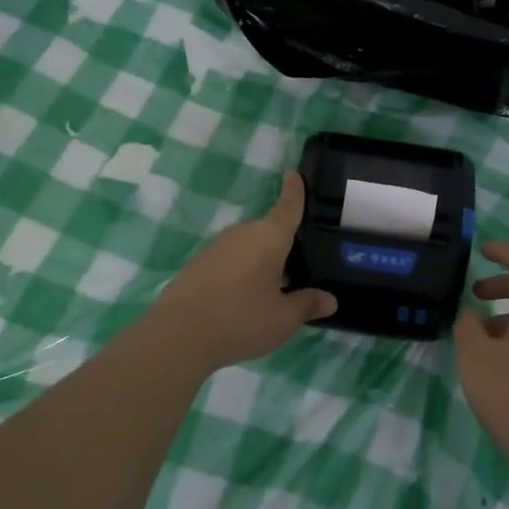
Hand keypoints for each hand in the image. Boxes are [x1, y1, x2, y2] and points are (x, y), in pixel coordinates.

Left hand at [148, 172, 336, 372]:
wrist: (178, 336)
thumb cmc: (241, 319)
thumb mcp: (283, 318)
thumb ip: (308, 305)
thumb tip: (330, 299)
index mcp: (269, 237)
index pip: (288, 207)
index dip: (294, 191)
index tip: (294, 173)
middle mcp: (243, 233)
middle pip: (270, 232)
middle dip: (286, 245)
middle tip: (304, 268)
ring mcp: (217, 247)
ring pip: (250, 248)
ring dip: (264, 262)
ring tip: (278, 290)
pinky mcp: (199, 264)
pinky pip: (232, 261)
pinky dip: (244, 272)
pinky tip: (247, 299)